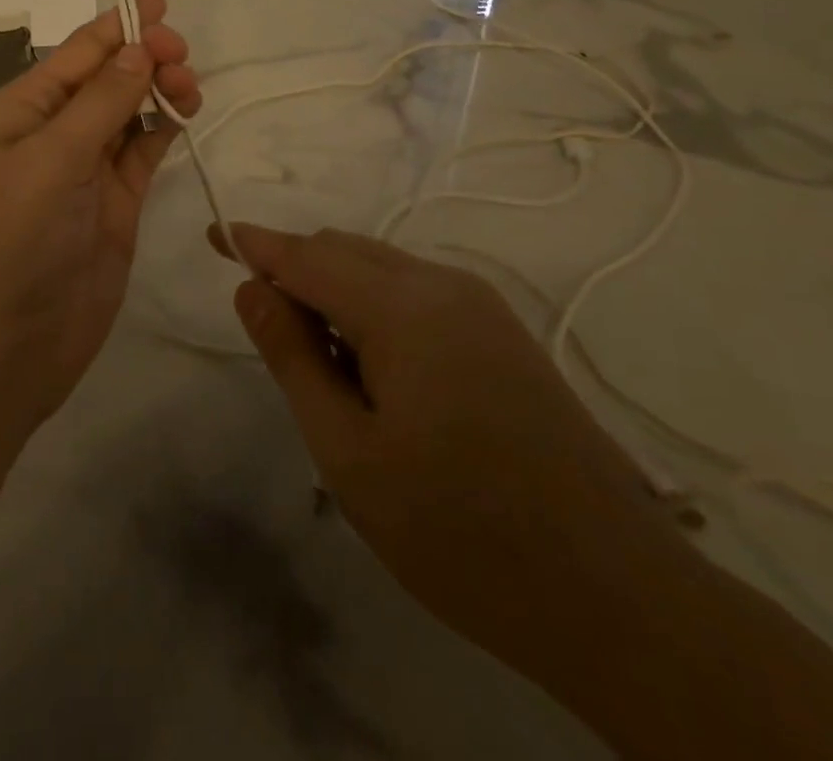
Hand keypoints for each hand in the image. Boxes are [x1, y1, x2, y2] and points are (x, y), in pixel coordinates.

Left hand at [0, 0, 201, 434]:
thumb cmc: (8, 243)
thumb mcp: (49, 162)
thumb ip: (99, 105)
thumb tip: (139, 49)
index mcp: (21, 113)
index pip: (75, 55)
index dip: (116, 26)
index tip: (161, 3)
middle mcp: (53, 135)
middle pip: (106, 79)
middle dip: (143, 57)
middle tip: (182, 54)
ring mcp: (86, 173)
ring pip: (129, 114)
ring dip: (159, 90)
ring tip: (190, 85)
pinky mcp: (114, 207)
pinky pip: (142, 154)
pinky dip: (163, 130)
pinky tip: (184, 113)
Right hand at [208, 223, 694, 677]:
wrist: (617, 596)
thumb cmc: (459, 531)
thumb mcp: (349, 452)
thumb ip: (293, 357)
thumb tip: (251, 289)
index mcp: (401, 306)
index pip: (306, 255)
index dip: (256, 244)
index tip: (215, 235)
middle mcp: (442, 285)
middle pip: (344, 251)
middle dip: (296, 272)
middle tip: (268, 332)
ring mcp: (480, 305)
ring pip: (382, 269)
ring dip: (336, 293)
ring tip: (322, 366)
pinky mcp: (502, 332)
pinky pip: (417, 293)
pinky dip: (375, 307)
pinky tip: (377, 371)